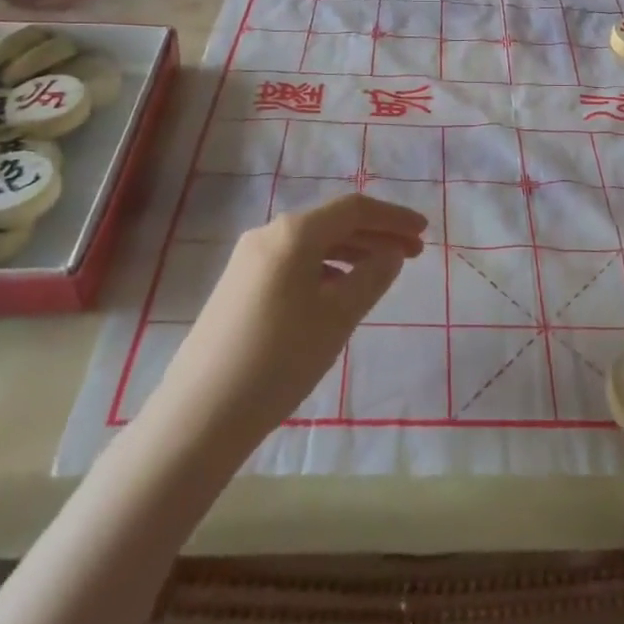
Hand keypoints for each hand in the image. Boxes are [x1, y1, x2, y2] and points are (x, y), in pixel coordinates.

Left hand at [146, 194, 426, 458]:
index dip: (393, 217)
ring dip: (352, 252)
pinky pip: (293, 263)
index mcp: (293, 233)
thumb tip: (392, 253)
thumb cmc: (279, 359)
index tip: (424, 232)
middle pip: (333, 222)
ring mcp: (248, 260)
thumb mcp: (337, 317)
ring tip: (381, 273)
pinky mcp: (238, 286)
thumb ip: (372, 277)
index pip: (355, 209)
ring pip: (312, 243)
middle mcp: (268, 234)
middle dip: (376, 234)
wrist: (199, 414)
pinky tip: (338, 293)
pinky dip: (325, 269)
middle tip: (413, 255)